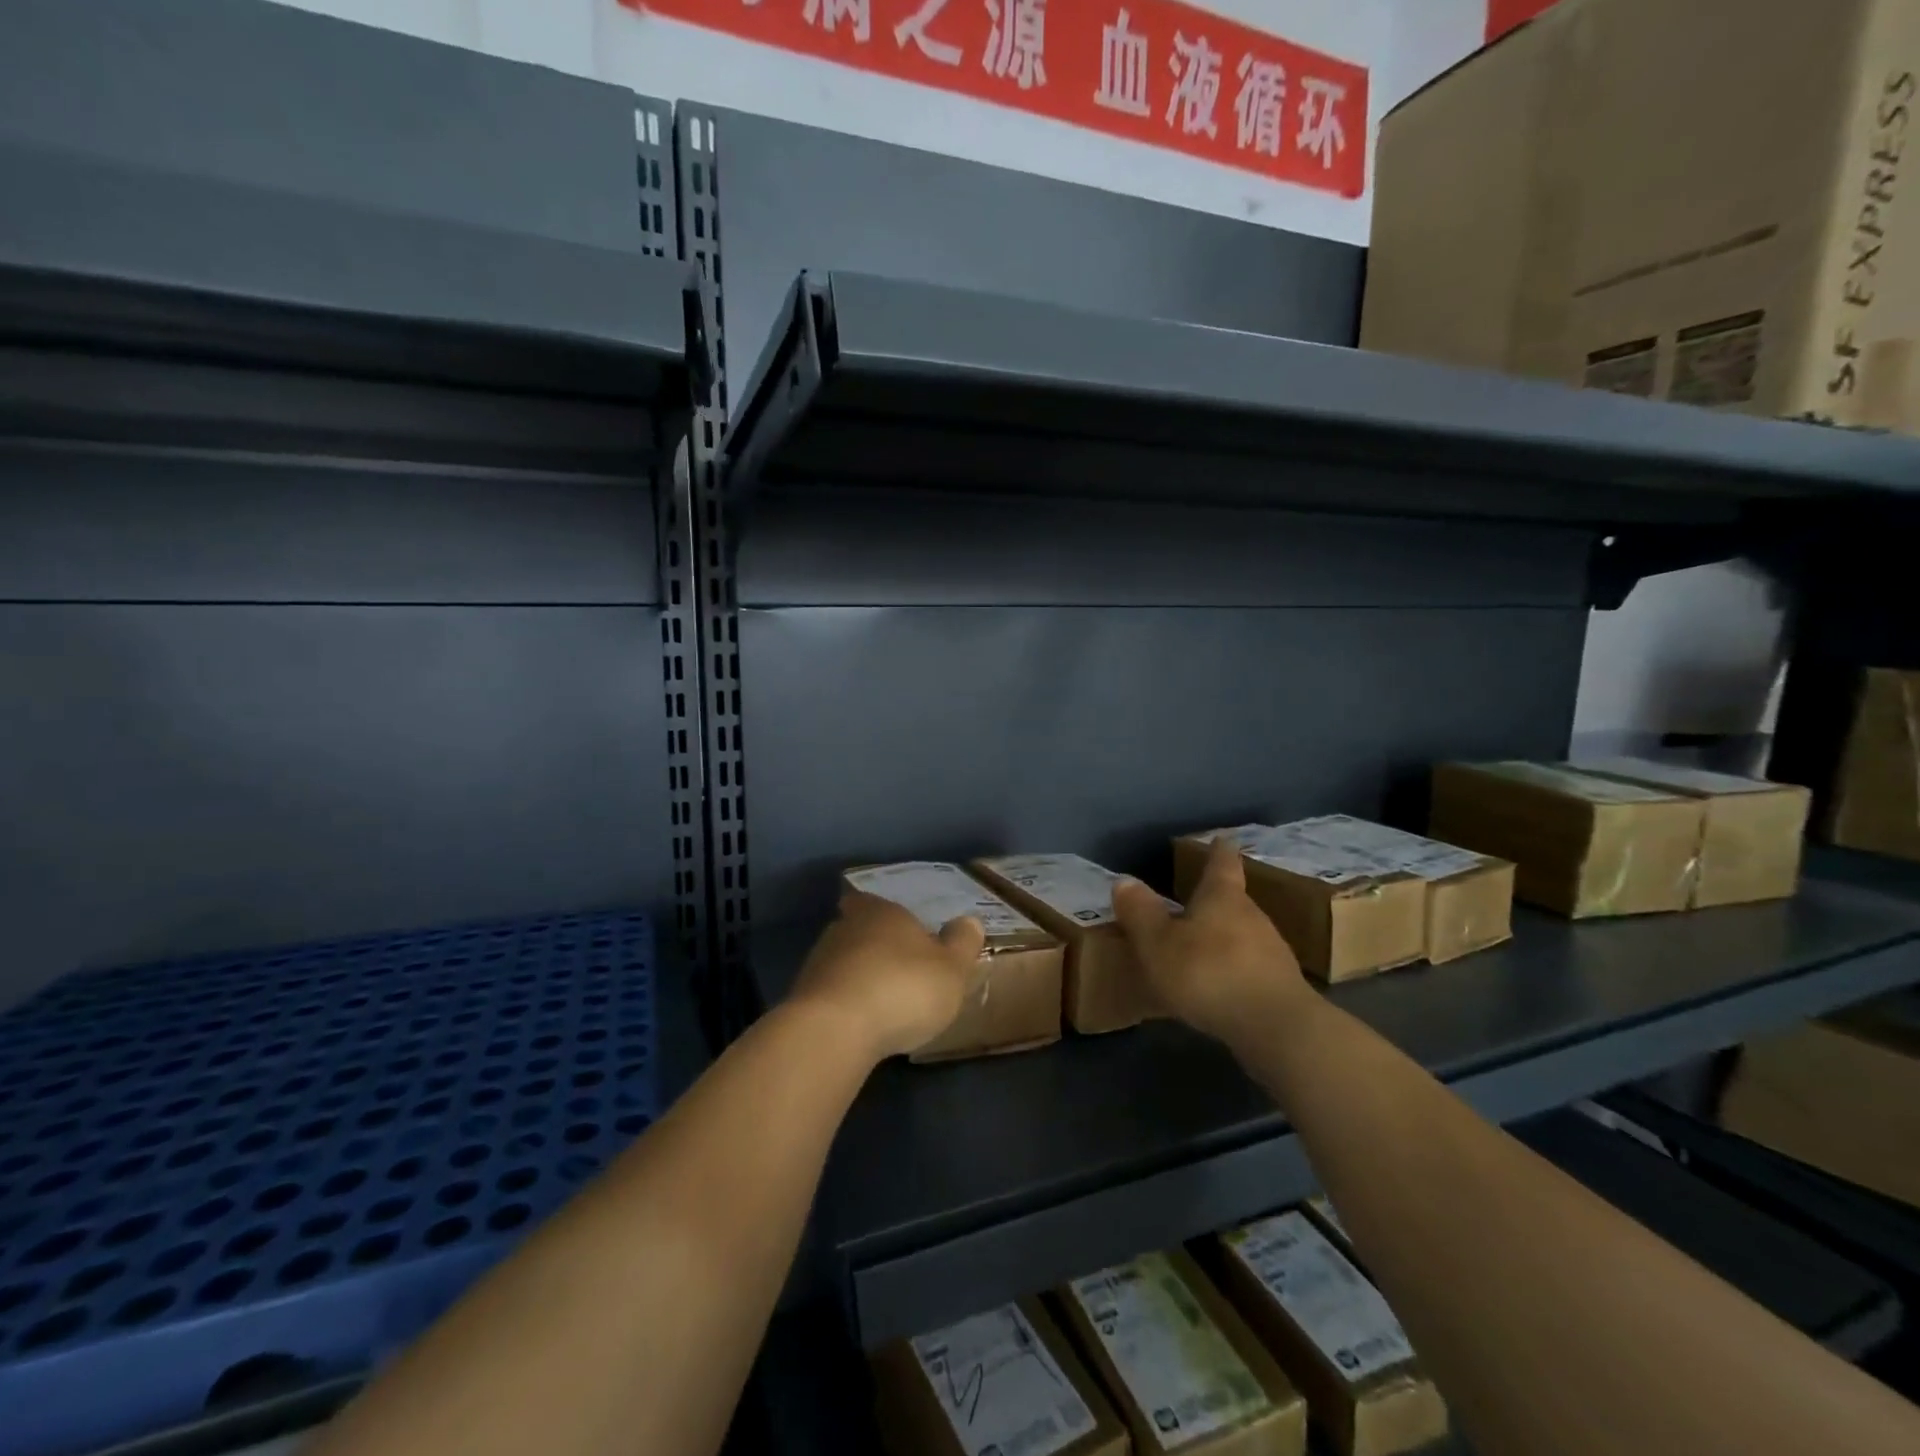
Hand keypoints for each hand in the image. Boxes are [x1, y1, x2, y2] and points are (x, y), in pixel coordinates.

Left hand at [789, 891, 985, 1061]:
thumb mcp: (951, 969)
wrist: (834, 1030)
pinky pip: (830, 994)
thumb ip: (962, 944)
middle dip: (875, 946)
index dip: (886, 915)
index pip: (876, 901)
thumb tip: (969, 920)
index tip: (898, 930)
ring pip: (842, 961)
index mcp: (881, 911)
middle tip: (897, 968)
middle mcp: (845, 927)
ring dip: (858, 977)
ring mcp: (818, 962)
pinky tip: (859, 1024)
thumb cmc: (902, 988)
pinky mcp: (802, 998)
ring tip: (880, 1001)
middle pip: (859, 929)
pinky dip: (844, 1004)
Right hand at [1113, 837, 1312, 1049]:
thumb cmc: (1209, 974)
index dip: (1219, 850)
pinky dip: (1234, 969)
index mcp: (1223, 898)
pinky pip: (1251, 967)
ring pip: (1244, 934)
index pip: (1222, 864)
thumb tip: (1123, 880)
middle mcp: (1252, 916)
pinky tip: (1220, 985)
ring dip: (1224, 937)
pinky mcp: (1281, 986)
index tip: (1223, 837)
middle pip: (1233, 900)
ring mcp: (1272, 952)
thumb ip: (1141, 913)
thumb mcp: (1159, 944)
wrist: (1277, 1028)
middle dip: (1216, 899)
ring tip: (1203, 946)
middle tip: (1196, 900)